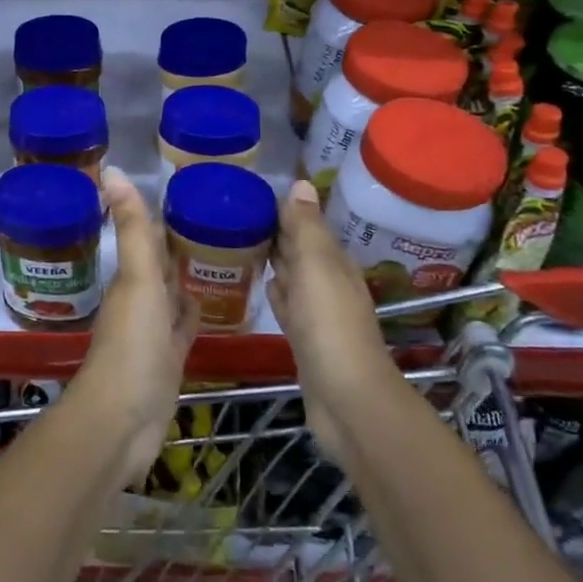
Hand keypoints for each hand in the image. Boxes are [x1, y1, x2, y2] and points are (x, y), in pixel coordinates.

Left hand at [74, 167, 196, 486]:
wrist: (123, 421)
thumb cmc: (132, 345)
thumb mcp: (138, 279)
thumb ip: (133, 228)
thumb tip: (111, 169)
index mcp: (132, 279)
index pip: (150, 239)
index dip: (166, 218)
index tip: (194, 195)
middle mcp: (140, 301)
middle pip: (162, 267)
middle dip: (182, 246)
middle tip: (219, 222)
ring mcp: (154, 334)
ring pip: (173, 296)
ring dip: (189, 278)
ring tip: (224, 255)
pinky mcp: (169, 361)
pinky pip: (184, 328)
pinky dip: (195, 314)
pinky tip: (213, 305)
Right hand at [267, 180, 395, 462]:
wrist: (346, 399)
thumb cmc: (329, 325)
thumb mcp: (316, 267)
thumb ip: (306, 227)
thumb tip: (301, 183)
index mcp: (334, 262)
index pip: (306, 225)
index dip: (282, 210)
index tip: (249, 194)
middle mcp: (329, 283)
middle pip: (300, 250)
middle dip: (275, 233)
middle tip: (235, 216)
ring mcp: (318, 313)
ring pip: (293, 276)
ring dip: (274, 261)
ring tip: (240, 244)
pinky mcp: (305, 339)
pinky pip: (288, 305)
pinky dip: (276, 292)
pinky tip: (261, 288)